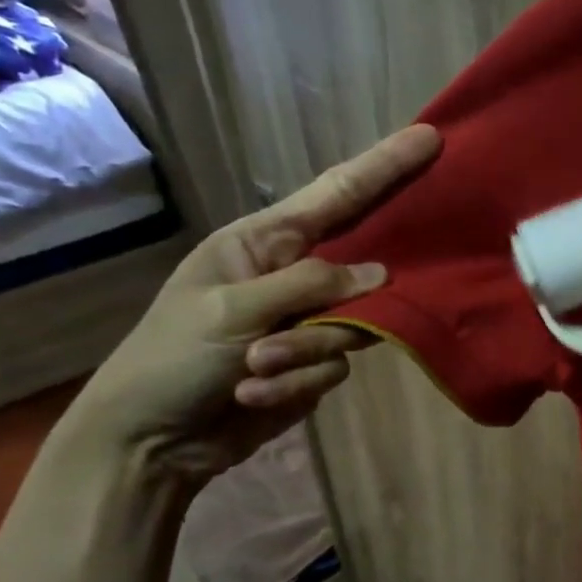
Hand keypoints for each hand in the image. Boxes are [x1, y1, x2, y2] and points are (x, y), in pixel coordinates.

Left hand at [67, 124, 440, 488]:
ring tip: (254, 370)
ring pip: (353, 326)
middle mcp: (292, 274)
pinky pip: (337, 366)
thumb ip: (310, 285)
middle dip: (350, 298)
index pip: (336, 194)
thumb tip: (378, 276)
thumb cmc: (172, 360)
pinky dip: (298, 383)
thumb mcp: (232, 311)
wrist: (152, 442)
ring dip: (306, 353)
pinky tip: (254, 395)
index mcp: (262, 242)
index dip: (384, 165)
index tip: (430, 139)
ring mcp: (305, 321)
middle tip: (325, 312)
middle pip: (359, 265)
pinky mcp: (312, 363)